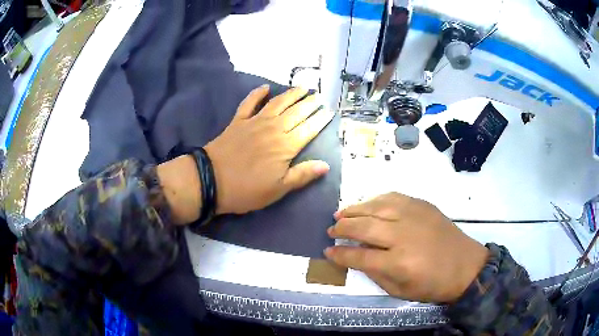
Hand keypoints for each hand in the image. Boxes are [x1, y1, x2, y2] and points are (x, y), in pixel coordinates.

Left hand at [205, 85, 333, 214]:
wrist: (211, 180)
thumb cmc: (247, 190)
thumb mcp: (278, 189)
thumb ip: (302, 175)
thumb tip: (326, 165)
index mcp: (286, 146)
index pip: (309, 129)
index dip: (320, 119)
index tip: (330, 111)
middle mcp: (274, 129)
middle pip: (296, 112)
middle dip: (310, 103)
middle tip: (320, 96)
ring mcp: (255, 122)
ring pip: (278, 103)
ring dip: (291, 94)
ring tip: (302, 88)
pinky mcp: (238, 121)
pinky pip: (249, 103)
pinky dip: (257, 93)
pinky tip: (265, 87)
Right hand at [325, 193, 488, 302]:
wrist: (465, 266)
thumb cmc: (433, 285)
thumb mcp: (401, 291)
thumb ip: (376, 274)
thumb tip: (356, 258)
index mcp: (398, 262)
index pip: (359, 256)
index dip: (340, 255)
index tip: (327, 251)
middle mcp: (403, 235)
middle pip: (363, 227)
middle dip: (342, 229)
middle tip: (331, 230)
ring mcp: (414, 216)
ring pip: (376, 207)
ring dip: (354, 210)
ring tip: (340, 214)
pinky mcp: (422, 205)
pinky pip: (393, 197)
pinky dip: (376, 200)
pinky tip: (367, 205)